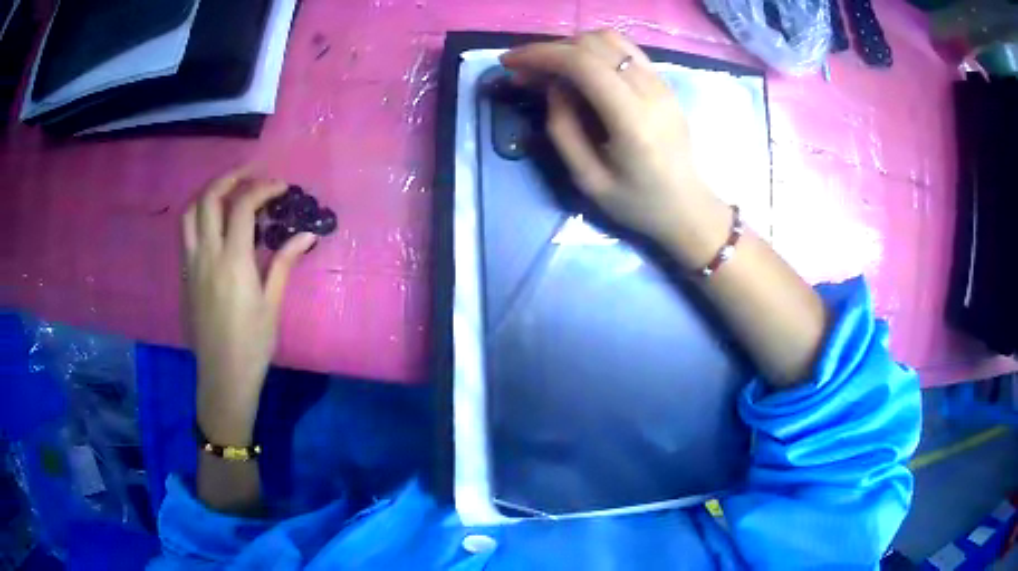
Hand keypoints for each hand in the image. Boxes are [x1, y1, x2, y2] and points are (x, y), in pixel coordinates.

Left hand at [182, 168, 315, 443]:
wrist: (223, 376)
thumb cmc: (253, 344)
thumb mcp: (272, 304)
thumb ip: (284, 263)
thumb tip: (306, 235)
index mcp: (232, 261)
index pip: (242, 206)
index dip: (262, 188)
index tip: (281, 187)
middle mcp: (206, 255)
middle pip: (209, 199)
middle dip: (231, 177)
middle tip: (252, 174)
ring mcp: (191, 264)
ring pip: (190, 213)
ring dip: (209, 194)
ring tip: (229, 192)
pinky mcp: (184, 276)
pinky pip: (186, 234)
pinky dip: (199, 216)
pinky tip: (215, 224)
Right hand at [501, 30, 730, 264]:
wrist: (687, 207)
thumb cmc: (637, 203)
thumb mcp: (588, 179)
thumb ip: (563, 129)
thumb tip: (553, 86)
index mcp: (632, 119)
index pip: (583, 63)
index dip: (541, 55)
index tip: (510, 63)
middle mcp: (650, 90)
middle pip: (593, 44)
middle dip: (550, 50)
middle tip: (524, 71)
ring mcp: (661, 82)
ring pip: (609, 39)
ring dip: (572, 46)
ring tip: (550, 68)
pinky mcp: (663, 82)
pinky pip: (624, 50)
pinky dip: (593, 50)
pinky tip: (579, 69)